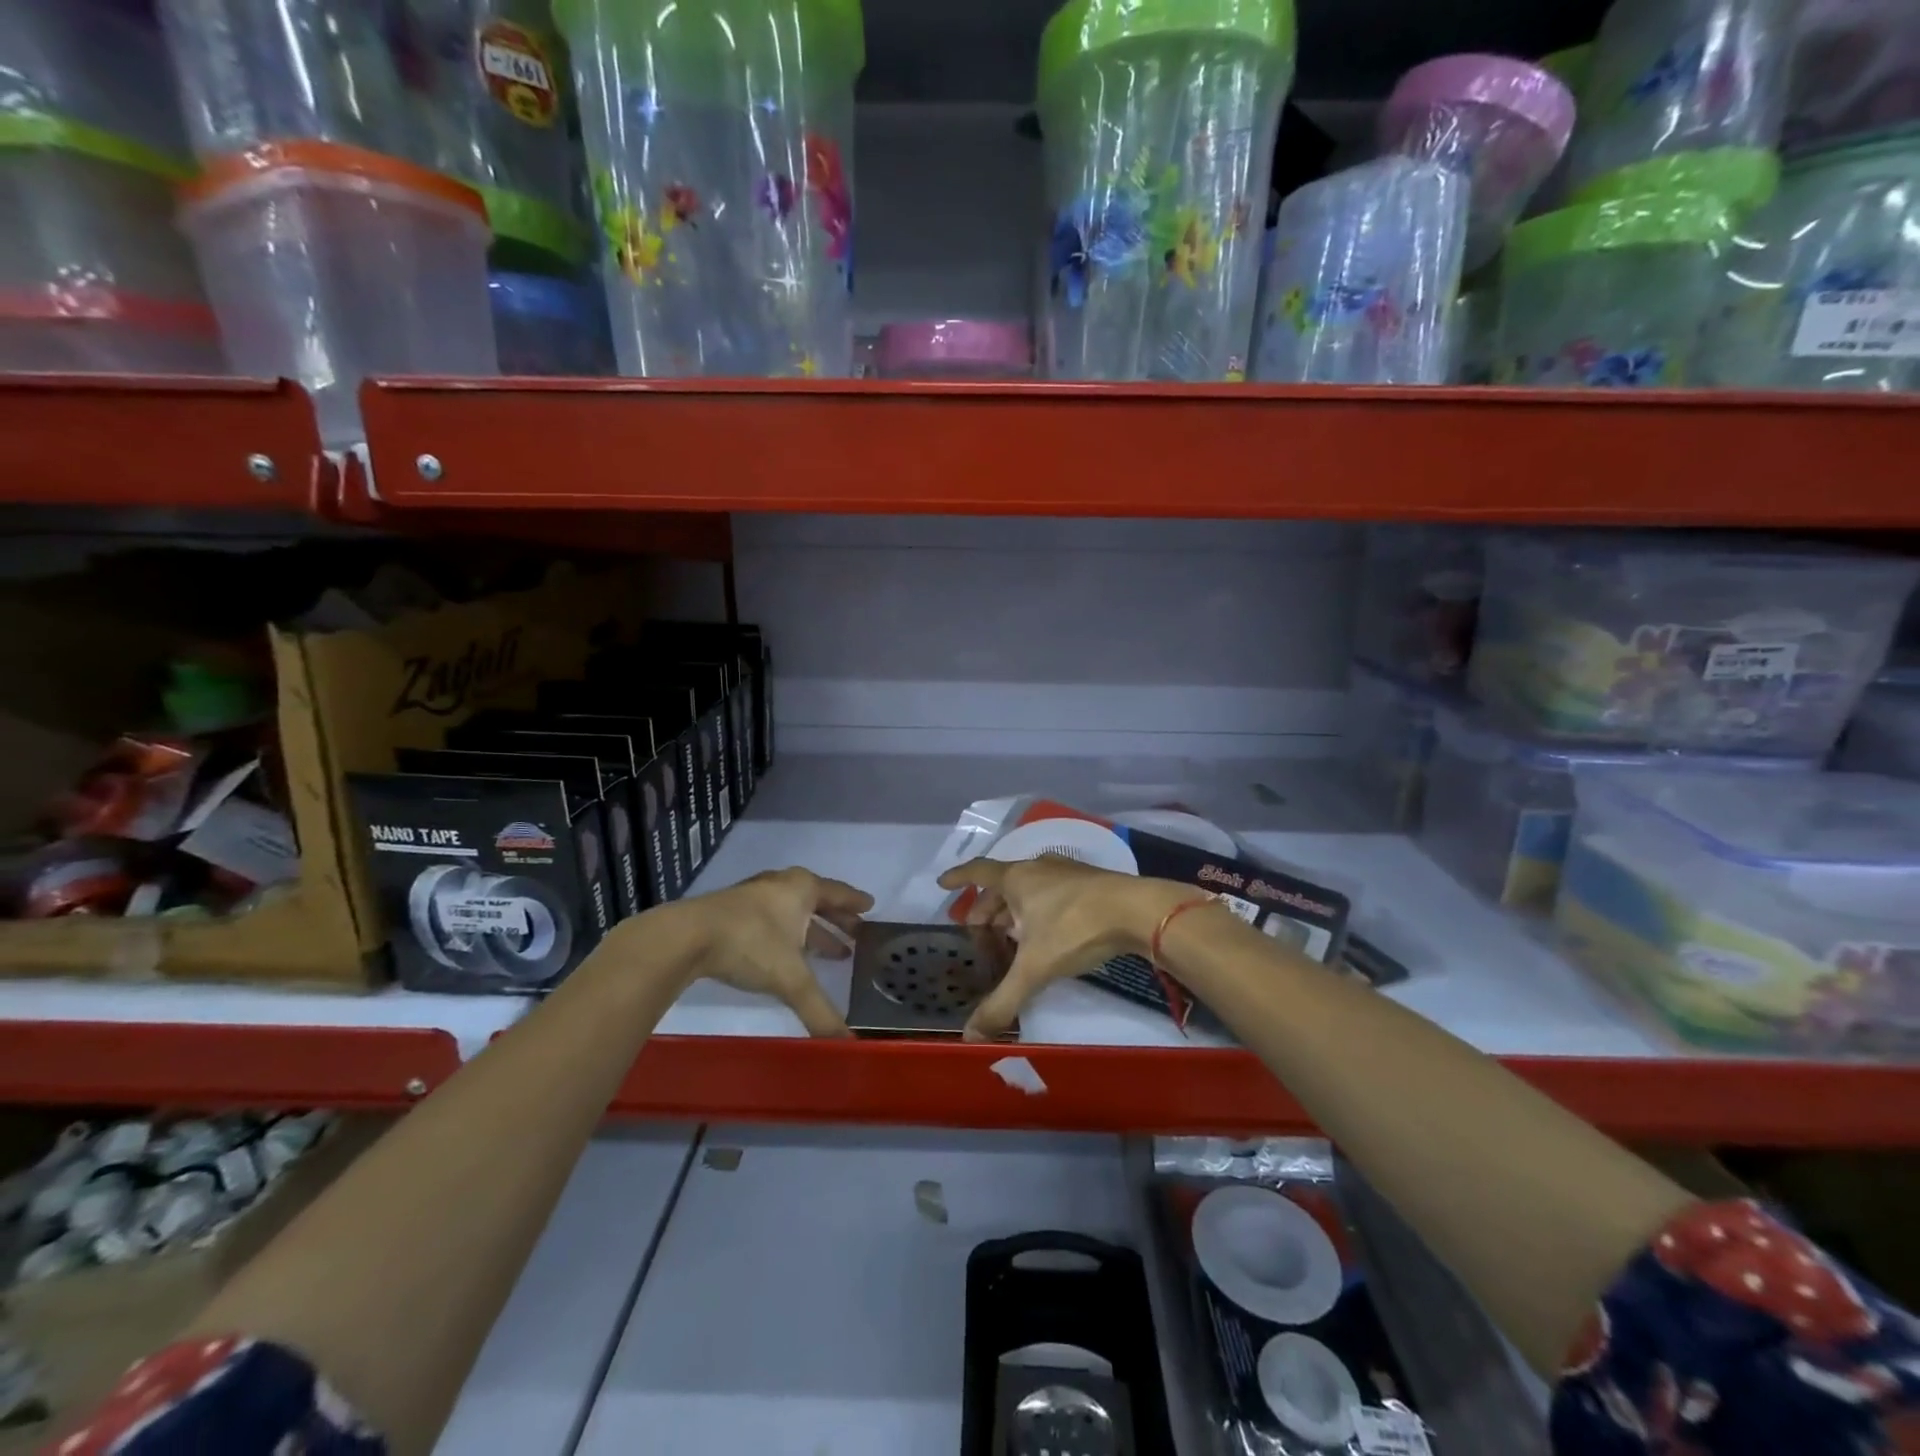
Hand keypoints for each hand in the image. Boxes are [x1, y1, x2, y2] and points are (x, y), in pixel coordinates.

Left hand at [671, 867, 872, 1035]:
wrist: (686, 937)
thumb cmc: (750, 945)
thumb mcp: (791, 979)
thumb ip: (820, 1011)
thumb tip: (848, 1045)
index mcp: (802, 889)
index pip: (838, 893)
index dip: (855, 903)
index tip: (870, 906)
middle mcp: (781, 885)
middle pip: (817, 899)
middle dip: (835, 919)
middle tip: (854, 933)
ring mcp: (753, 895)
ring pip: (792, 909)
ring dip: (810, 928)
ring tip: (827, 950)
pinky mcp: (730, 910)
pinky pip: (771, 917)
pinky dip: (786, 932)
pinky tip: (784, 951)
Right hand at [937, 857, 1187, 1039]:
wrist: (1138, 911)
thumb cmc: (1075, 929)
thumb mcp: (1034, 968)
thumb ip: (1002, 1001)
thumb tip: (969, 1036)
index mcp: (1017, 879)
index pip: (978, 872)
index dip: (958, 878)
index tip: (942, 884)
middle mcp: (1038, 869)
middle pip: (1003, 884)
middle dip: (987, 906)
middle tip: (979, 930)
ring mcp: (1066, 873)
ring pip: (1029, 888)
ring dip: (1014, 909)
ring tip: (1010, 935)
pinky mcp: (1090, 883)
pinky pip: (1052, 893)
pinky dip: (1039, 910)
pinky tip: (1046, 933)